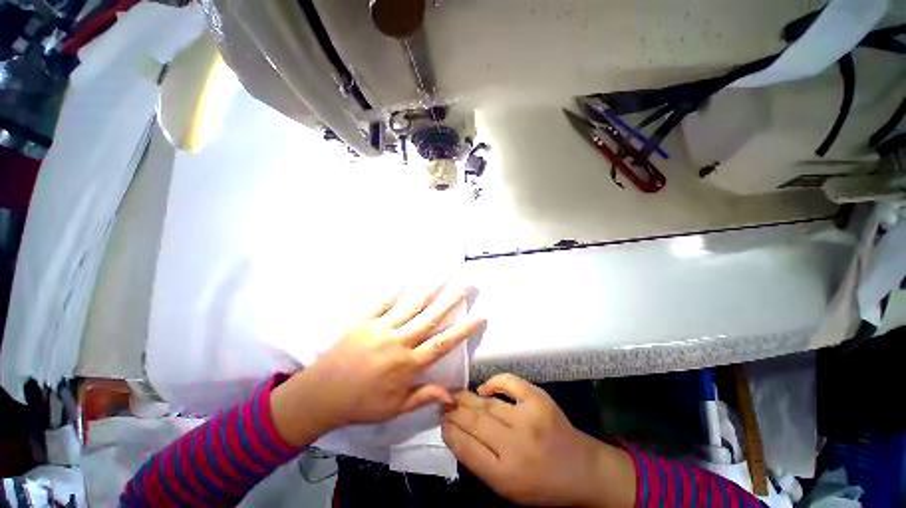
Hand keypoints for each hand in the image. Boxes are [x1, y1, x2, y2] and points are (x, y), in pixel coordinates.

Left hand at [271, 284, 485, 445]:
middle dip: (450, 301)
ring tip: (441, 277)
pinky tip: (403, 281)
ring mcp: (381, 329)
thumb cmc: (362, 403)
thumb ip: (424, 397)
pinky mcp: (364, 322)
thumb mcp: (396, 407)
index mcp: (408, 364)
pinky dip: (393, 293)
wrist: (322, 395)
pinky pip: (382, 304)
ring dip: (427, 291)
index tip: (479, 317)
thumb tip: (452, 397)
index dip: (463, 330)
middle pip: (430, 318)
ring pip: (409, 307)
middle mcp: (398, 343)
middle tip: (464, 286)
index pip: (442, 343)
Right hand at [442, 374, 635, 507]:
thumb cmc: (541, 484)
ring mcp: (528, 418)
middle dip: (454, 411)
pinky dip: (493, 383)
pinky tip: (484, 389)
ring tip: (457, 395)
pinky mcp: (539, 399)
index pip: (465, 447)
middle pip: (474, 422)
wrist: (582, 469)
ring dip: (468, 397)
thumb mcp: (507, 487)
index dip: (449, 431)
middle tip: (445, 403)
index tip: (442, 421)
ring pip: (487, 403)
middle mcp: (515, 446)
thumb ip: (480, 462)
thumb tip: (456, 431)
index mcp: (505, 476)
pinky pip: (508, 382)